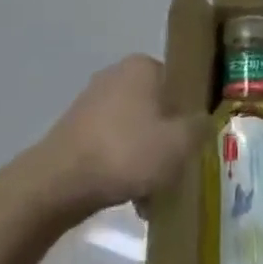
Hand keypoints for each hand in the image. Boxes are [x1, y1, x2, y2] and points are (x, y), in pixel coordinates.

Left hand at [37, 56, 205, 217]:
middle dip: (167, 141)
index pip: (179, 83)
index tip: (194, 143)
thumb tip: (204, 121)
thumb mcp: (178, 143)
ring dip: (146, 159)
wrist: (59, 182)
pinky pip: (112, 144)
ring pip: (135, 130)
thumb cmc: (125, 152)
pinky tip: (129, 198)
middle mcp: (117, 74)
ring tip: (152, 195)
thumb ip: (200, 128)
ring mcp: (93, 101)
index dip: (190, 114)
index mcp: (143, 66)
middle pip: (157, 109)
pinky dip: (123, 166)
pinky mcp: (76, 128)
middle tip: (176, 171)